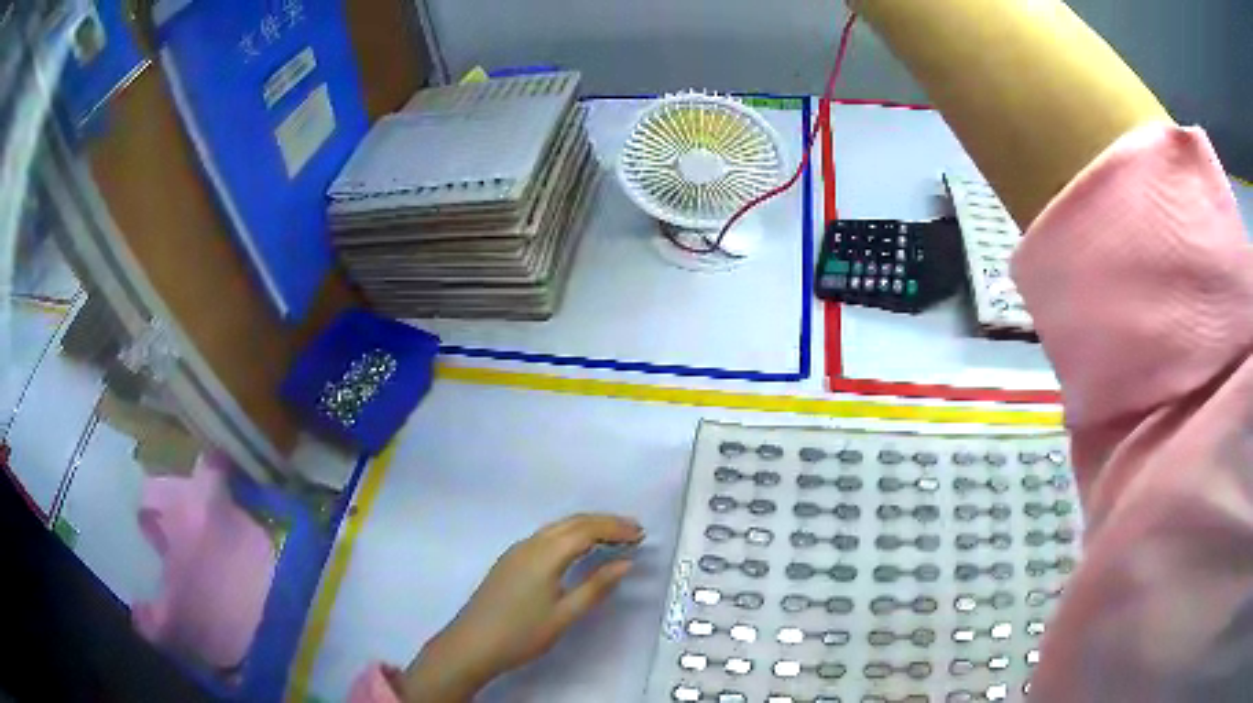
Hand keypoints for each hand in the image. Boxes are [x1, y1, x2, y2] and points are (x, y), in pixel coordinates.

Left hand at [399, 514, 644, 701]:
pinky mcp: (510, 561)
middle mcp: (530, 544)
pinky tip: (578, 549)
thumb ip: (596, 587)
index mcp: (545, 554)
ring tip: (613, 537)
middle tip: (633, 531)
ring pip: (557, 528)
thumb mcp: (565, 615)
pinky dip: (569, 535)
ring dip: (586, 527)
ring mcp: (517, 551)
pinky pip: (546, 537)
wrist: (472, 644)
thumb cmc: (522, 633)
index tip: (641, 534)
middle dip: (604, 522)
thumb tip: (625, 563)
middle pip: (572, 522)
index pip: (587, 530)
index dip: (615, 528)